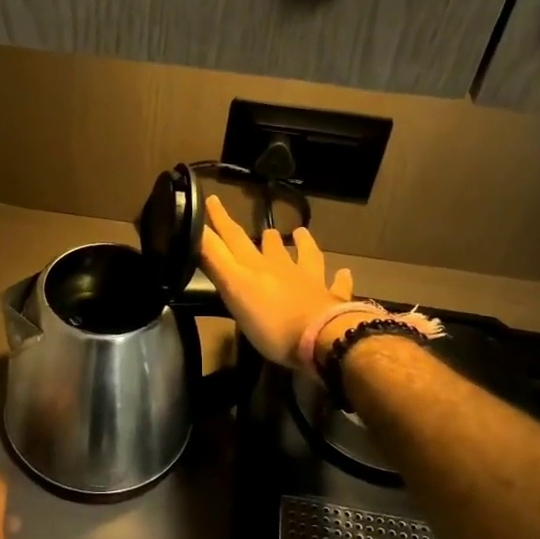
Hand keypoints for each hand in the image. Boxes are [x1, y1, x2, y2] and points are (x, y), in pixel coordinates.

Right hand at [199, 196, 356, 368]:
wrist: (322, 339)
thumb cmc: (271, 320)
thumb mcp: (234, 289)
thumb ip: (215, 259)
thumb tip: (194, 228)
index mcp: (255, 267)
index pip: (233, 238)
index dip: (220, 220)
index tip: (212, 199)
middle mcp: (283, 269)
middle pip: (270, 247)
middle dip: (260, 236)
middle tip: (261, 227)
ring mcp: (310, 283)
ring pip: (305, 257)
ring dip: (302, 245)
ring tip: (301, 233)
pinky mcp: (332, 301)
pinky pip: (337, 286)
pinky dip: (340, 278)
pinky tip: (345, 273)